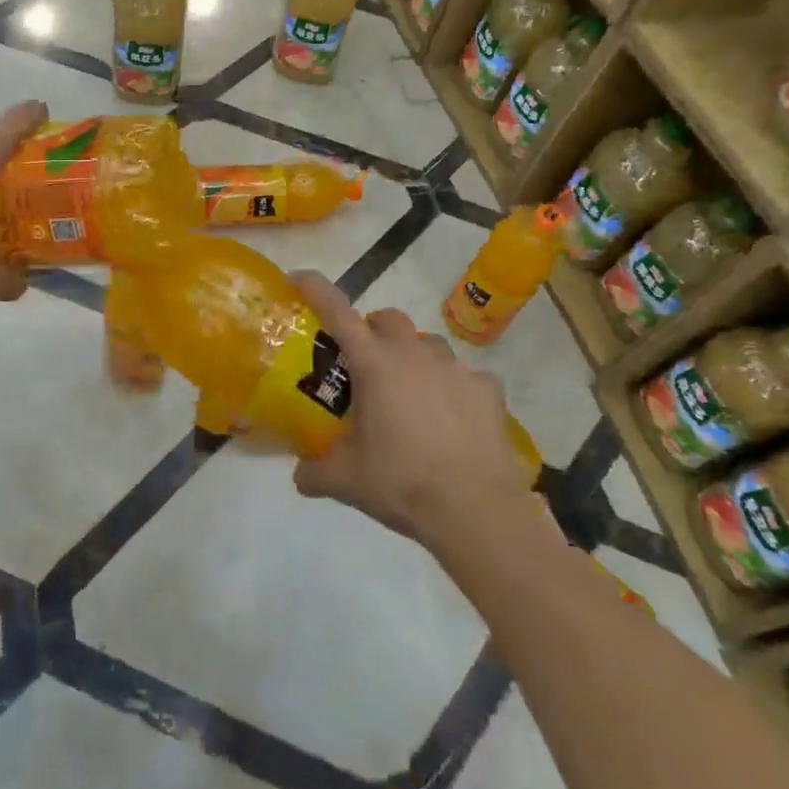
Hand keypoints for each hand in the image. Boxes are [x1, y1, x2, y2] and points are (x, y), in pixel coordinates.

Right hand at [290, 272, 535, 550]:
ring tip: (412, 397)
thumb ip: (315, 471)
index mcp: (374, 363)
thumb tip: (300, 475)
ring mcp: (455, 368)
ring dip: (414, 359)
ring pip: (428, 345)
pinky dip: (456, 390)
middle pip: (388, 319)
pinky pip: (468, 377)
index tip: (299, 278)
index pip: (337, 312)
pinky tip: (455, 419)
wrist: (476, 510)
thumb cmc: (402, 482)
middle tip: (365, 365)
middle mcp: (414, 353)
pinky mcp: (488, 389)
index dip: (316, 289)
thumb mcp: (347, 480)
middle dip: (372, 331)